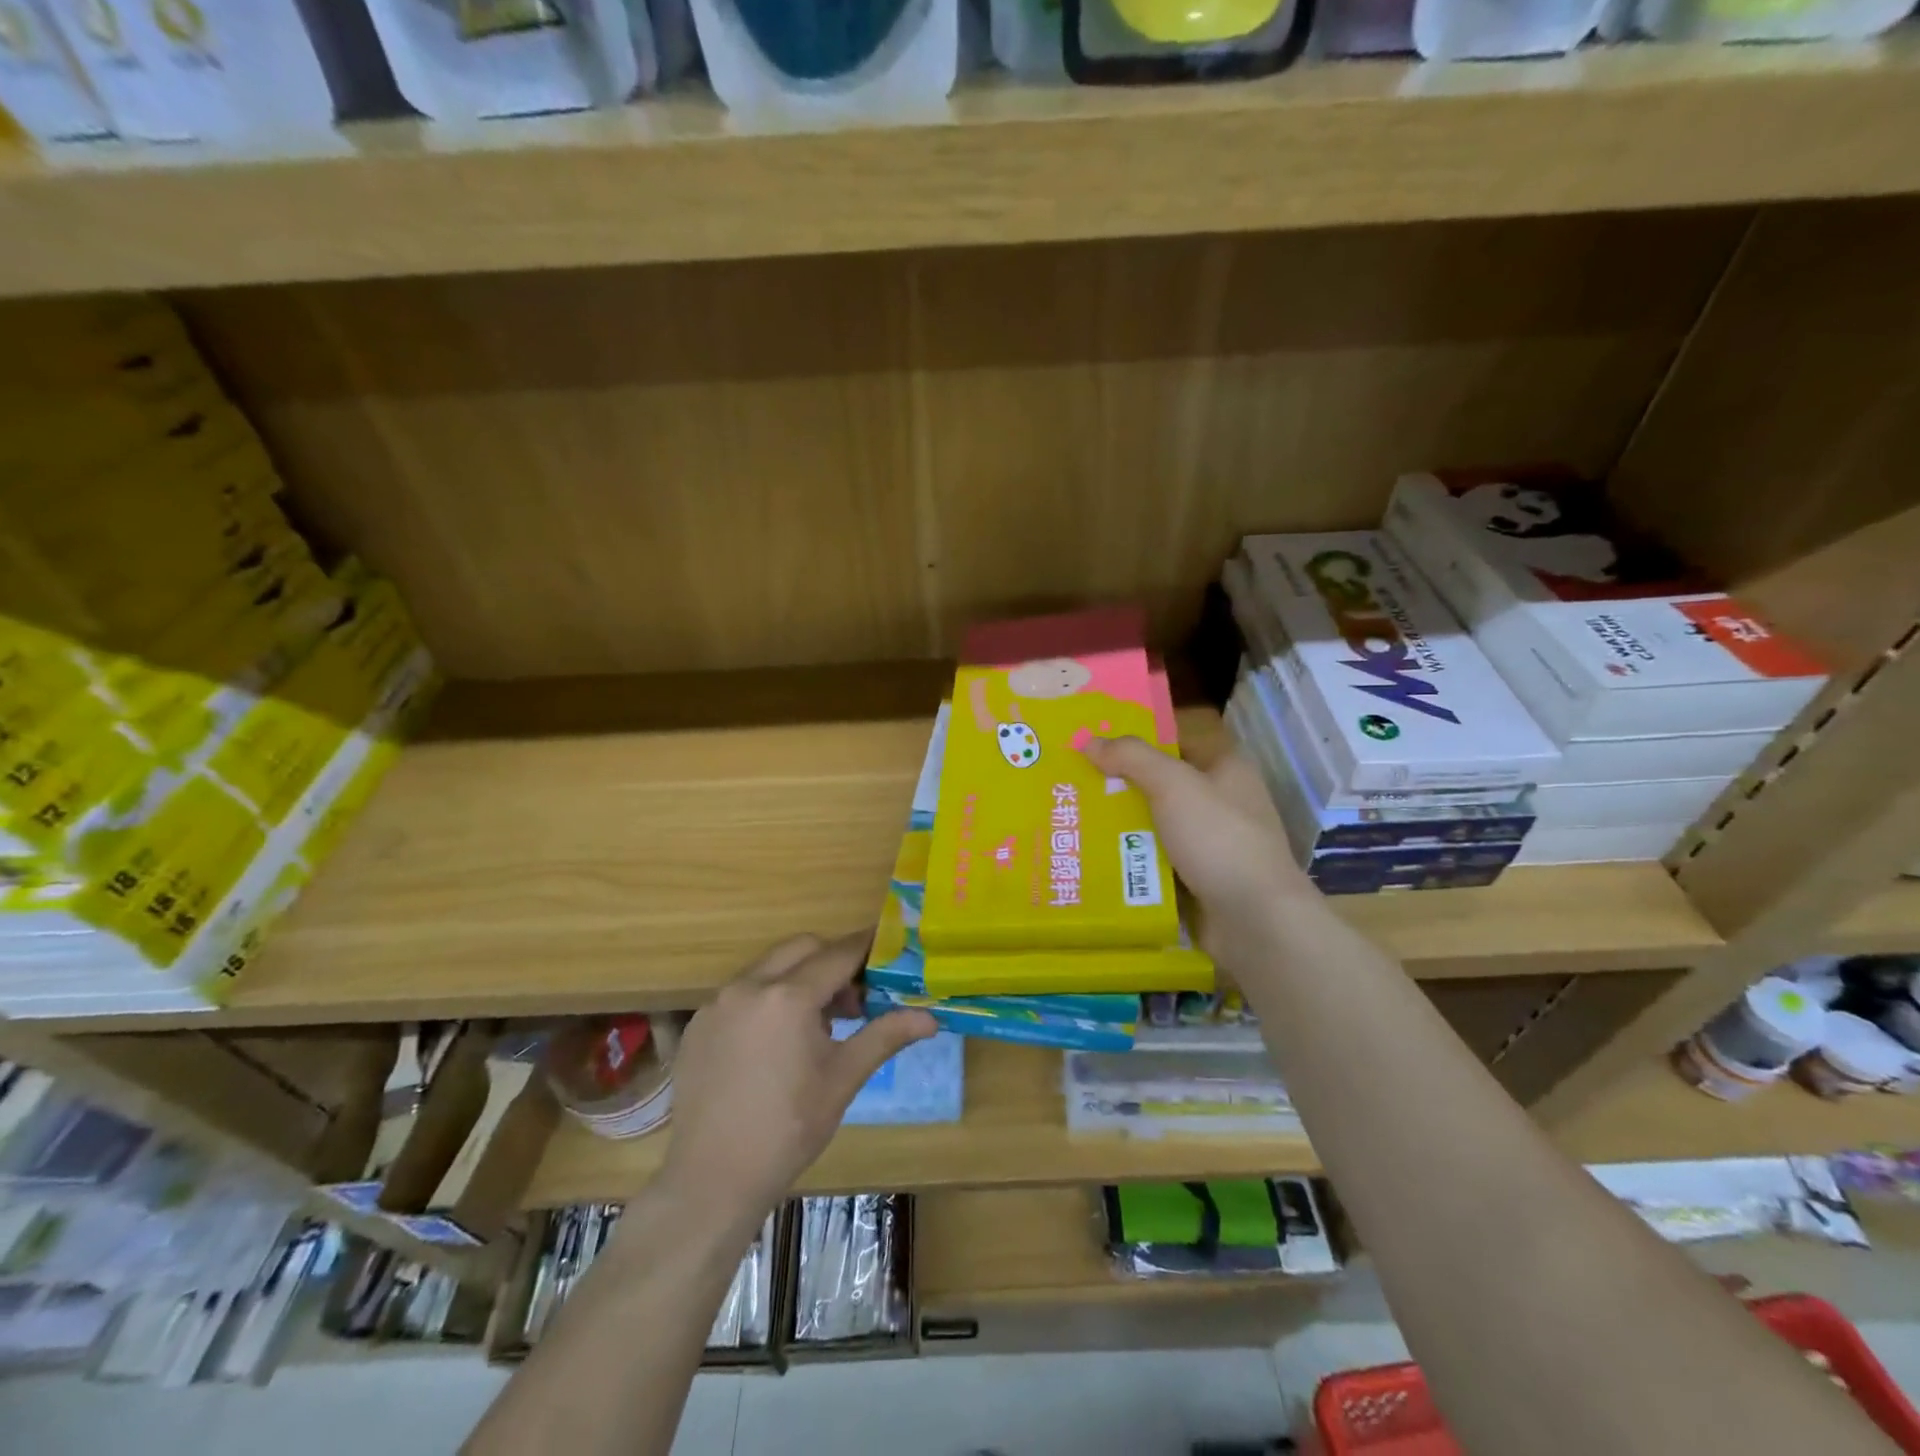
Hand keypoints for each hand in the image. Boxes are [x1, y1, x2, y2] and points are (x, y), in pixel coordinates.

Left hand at [659, 933, 936, 1226]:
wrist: (711, 1181)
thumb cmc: (788, 1130)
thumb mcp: (843, 1078)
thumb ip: (885, 1036)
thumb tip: (931, 1018)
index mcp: (788, 997)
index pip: (838, 954)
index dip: (867, 948)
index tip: (890, 949)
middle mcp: (748, 986)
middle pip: (801, 948)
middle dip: (833, 960)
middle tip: (855, 998)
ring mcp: (717, 1003)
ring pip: (769, 967)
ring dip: (799, 978)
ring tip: (818, 1025)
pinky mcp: (699, 1024)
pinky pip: (742, 992)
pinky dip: (768, 998)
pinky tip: (777, 1042)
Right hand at [1082, 735, 1317, 967]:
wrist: (1254, 920)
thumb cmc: (1218, 839)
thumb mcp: (1173, 784)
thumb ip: (1132, 757)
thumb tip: (1090, 741)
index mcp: (1225, 769)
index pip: (1176, 742)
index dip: (1137, 739)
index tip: (1094, 743)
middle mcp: (1219, 802)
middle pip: (1159, 785)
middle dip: (1118, 785)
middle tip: (1070, 783)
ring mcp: (1209, 844)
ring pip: (1153, 825)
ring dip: (1119, 826)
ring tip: (1070, 820)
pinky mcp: (1196, 880)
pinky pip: (1154, 861)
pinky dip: (1128, 860)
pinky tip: (1092, 858)